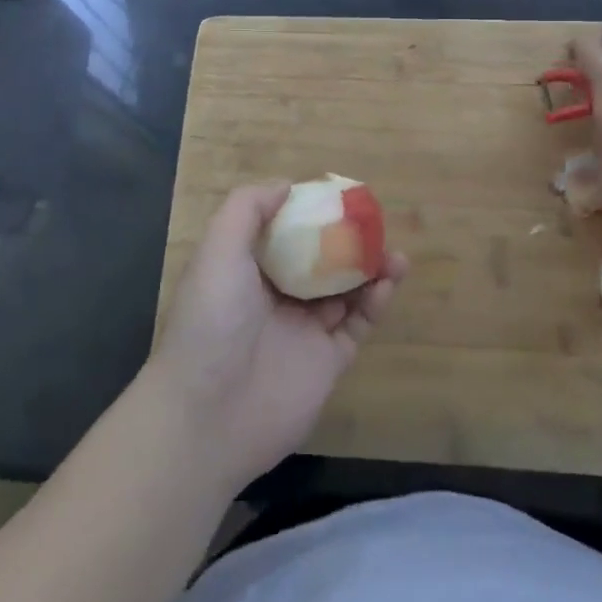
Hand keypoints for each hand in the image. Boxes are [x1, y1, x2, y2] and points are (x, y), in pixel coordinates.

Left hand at [145, 183, 406, 494]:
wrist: (208, 416)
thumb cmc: (211, 321)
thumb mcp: (218, 250)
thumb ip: (248, 209)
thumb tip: (286, 185)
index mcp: (246, 272)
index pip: (283, 234)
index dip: (309, 214)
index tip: (338, 197)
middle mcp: (275, 299)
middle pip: (320, 262)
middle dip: (347, 242)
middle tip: (374, 225)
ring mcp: (303, 332)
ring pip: (345, 292)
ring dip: (370, 270)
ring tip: (394, 252)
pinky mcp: (327, 363)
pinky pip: (358, 326)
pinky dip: (376, 303)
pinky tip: (388, 281)